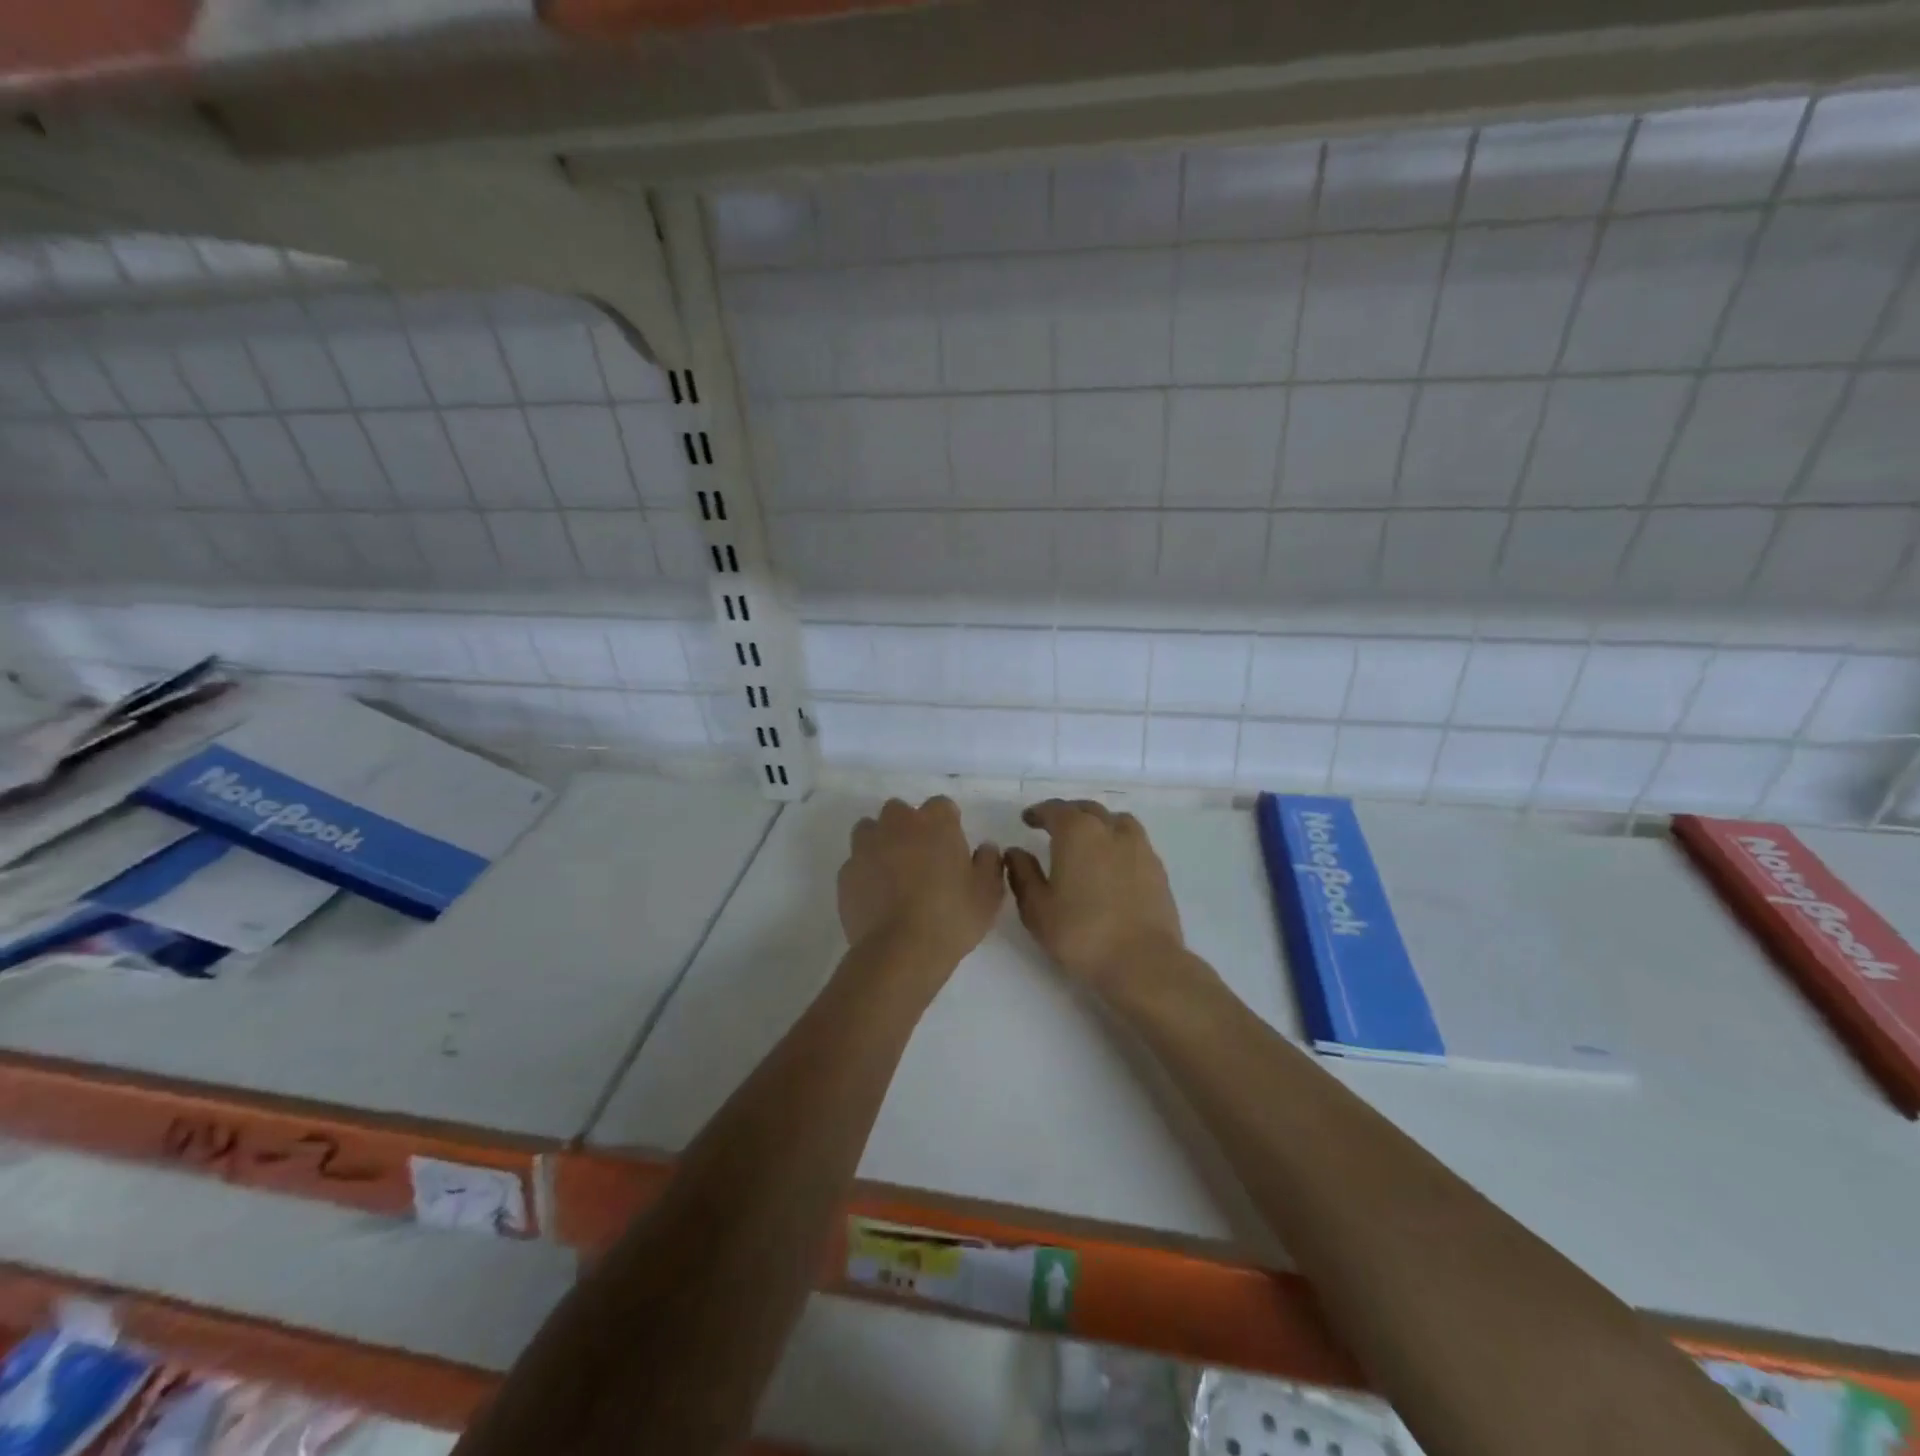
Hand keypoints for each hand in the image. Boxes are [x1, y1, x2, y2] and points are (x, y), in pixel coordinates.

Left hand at [838, 797, 1005, 970]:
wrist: (900, 951)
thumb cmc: (952, 917)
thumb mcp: (988, 893)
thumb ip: (989, 862)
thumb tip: (985, 848)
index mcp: (935, 823)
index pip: (941, 805)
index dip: (947, 823)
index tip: (952, 846)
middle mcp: (897, 825)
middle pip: (899, 811)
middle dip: (908, 826)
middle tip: (921, 857)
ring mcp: (866, 847)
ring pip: (869, 830)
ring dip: (880, 842)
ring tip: (892, 872)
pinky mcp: (845, 873)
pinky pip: (855, 863)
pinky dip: (864, 872)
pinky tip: (876, 896)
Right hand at [1005, 800, 1186, 995]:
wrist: (1142, 961)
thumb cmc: (1081, 933)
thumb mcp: (1037, 908)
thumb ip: (1023, 874)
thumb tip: (1015, 852)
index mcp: (1077, 832)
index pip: (1055, 809)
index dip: (1039, 812)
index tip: (1028, 819)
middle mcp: (1110, 830)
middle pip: (1087, 809)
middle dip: (1068, 814)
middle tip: (1054, 827)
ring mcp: (1139, 847)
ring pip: (1116, 821)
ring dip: (1098, 823)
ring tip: (1088, 840)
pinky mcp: (1157, 868)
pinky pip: (1133, 841)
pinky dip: (1118, 842)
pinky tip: (1112, 863)